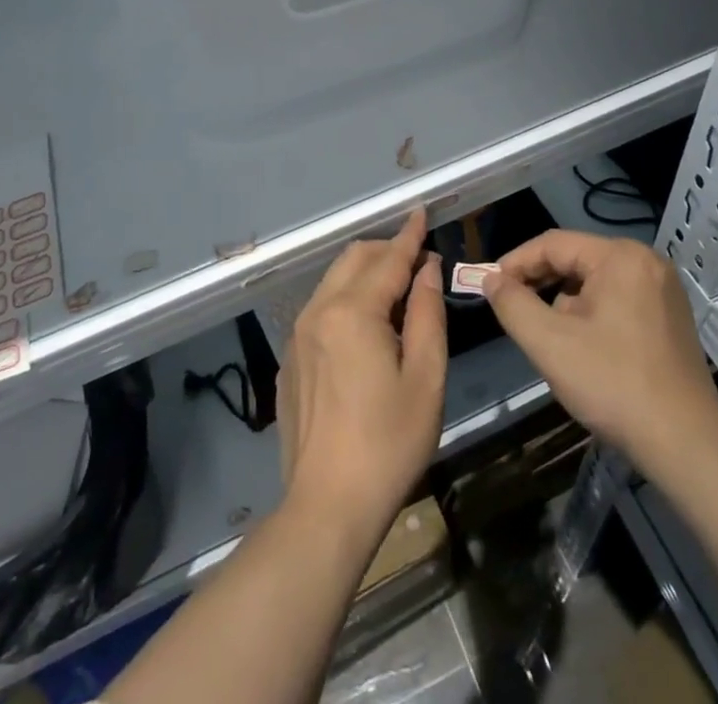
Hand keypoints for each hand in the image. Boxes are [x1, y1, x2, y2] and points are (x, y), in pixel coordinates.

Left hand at [277, 208, 446, 540]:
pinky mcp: (289, 359)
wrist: (326, 506)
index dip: (410, 235)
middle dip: (386, 251)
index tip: (422, 211)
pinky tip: (365, 331)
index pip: (388, 259)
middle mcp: (318, 311)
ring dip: (365, 274)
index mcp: (353, 312)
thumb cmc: (388, 443)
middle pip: (354, 259)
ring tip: (396, 294)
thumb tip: (427, 270)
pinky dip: (346, 300)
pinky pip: (320, 309)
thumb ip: (428, 314)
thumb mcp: (425, 379)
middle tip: (418, 262)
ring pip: (333, 281)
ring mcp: (297, 335)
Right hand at [483, 231, 717, 477]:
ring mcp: (663, 290)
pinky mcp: (670, 317)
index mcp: (620, 257)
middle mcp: (646, 262)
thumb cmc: (614, 385)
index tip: (489, 287)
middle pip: (576, 261)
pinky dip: (592, 316)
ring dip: (566, 304)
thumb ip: (513, 304)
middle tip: (512, 310)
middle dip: (541, 285)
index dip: (516, 262)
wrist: (686, 445)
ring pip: (595, 283)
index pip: (553, 244)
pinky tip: (584, 349)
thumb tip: (491, 279)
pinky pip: (617, 300)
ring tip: (551, 338)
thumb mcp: (549, 343)